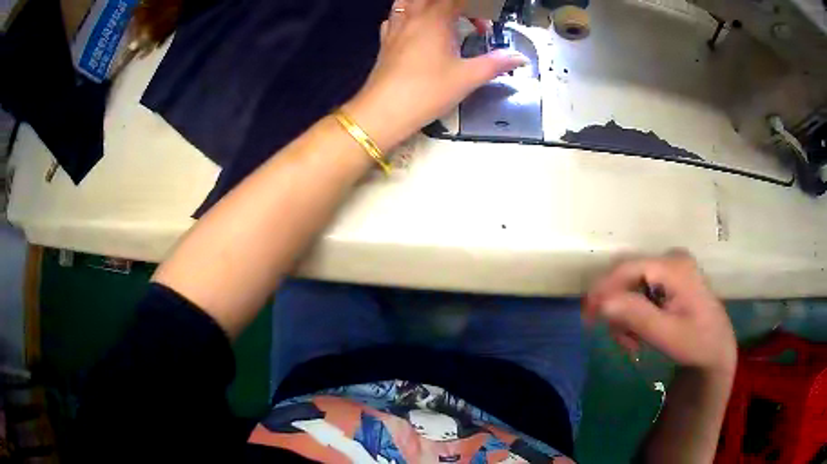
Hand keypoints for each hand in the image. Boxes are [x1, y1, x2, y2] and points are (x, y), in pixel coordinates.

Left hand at [344, 0, 527, 151]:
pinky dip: (405, 16)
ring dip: (424, 5)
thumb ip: (495, 63)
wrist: (384, 111)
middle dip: (450, 5)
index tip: (483, 27)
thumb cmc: (428, 91)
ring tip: (439, 18)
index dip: (474, 9)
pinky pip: (393, 17)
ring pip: (406, 2)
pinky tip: (412, 28)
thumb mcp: (467, 77)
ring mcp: (395, 28)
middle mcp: (412, 17)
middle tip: (463, 20)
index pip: (455, 0)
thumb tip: (519, 58)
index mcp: (435, 19)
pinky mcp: (384, 42)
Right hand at [583, 250, 736, 375]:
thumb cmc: (696, 343)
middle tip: (618, 339)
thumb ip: (636, 316)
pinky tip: (639, 333)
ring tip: (632, 343)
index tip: (587, 317)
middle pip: (628, 275)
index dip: (603, 289)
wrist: (716, 349)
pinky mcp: (670, 278)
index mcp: (674, 266)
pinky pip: (640, 290)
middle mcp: (671, 259)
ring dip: (625, 315)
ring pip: (631, 284)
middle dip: (617, 307)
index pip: (628, 268)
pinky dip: (634, 313)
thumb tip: (602, 303)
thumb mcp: (667, 334)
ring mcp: (672, 267)